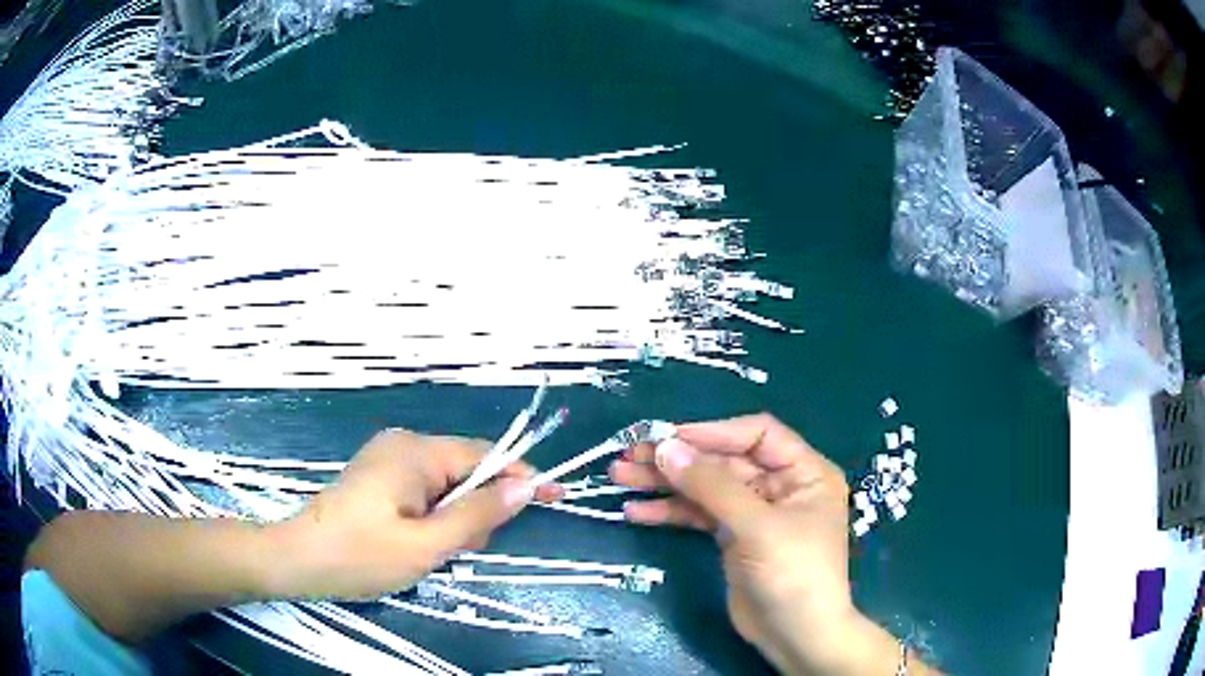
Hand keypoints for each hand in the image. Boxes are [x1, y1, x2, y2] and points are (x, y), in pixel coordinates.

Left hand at [270, 428, 557, 600]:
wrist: (297, 560)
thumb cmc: (360, 555)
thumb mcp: (425, 544)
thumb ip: (478, 515)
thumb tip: (524, 486)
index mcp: (415, 452)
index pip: (485, 455)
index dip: (521, 476)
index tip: (556, 496)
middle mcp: (403, 445)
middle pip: (465, 472)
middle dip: (475, 511)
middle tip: (456, 552)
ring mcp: (388, 460)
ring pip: (446, 487)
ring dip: (452, 521)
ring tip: (429, 553)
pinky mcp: (379, 478)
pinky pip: (424, 493)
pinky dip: (433, 519)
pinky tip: (416, 544)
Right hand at [612, 413, 899, 675]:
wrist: (795, 636)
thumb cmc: (792, 573)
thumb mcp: (757, 527)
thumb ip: (712, 486)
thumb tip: (665, 447)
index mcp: (803, 472)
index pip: (757, 434)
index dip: (713, 432)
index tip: (668, 439)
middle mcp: (779, 486)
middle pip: (723, 461)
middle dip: (677, 460)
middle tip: (627, 457)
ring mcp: (754, 513)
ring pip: (706, 488)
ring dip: (665, 484)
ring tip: (619, 478)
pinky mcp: (733, 538)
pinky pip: (700, 516)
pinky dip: (670, 512)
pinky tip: (636, 512)